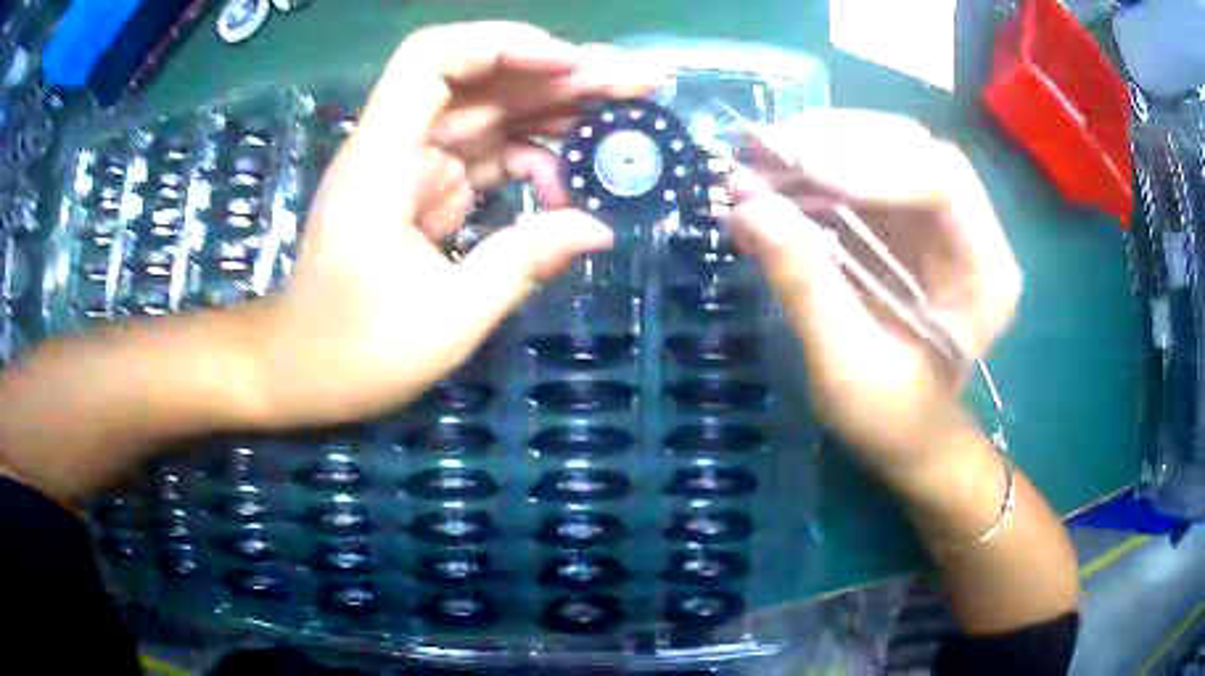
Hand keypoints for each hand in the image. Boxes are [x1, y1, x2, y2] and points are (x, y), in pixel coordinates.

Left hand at [252, 23, 656, 427]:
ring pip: (492, 114)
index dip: (505, 47)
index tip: (573, 67)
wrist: (299, 371)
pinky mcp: (427, 190)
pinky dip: (535, 158)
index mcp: (382, 161)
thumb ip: (523, 263)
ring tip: (628, 113)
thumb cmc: (353, 353)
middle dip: (561, 75)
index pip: (433, 59)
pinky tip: (577, 173)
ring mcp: (413, 166)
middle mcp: (397, 146)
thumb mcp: (445, 320)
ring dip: (558, 109)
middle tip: (639, 83)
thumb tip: (599, 228)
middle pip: (481, 80)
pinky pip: (488, 156)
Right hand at [727, 110, 1020, 479]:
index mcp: (985, 273)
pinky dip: (814, 169)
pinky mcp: (907, 223)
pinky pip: (863, 174)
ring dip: (819, 146)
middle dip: (840, 140)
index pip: (943, 183)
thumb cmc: (893, 419)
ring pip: (886, 149)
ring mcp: (939, 221)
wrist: (908, 436)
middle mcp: (971, 230)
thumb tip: (747, 207)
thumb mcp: (847, 366)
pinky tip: (773, 178)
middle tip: (767, 149)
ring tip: (758, 158)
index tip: (807, 177)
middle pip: (915, 148)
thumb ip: (805, 286)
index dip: (877, 169)